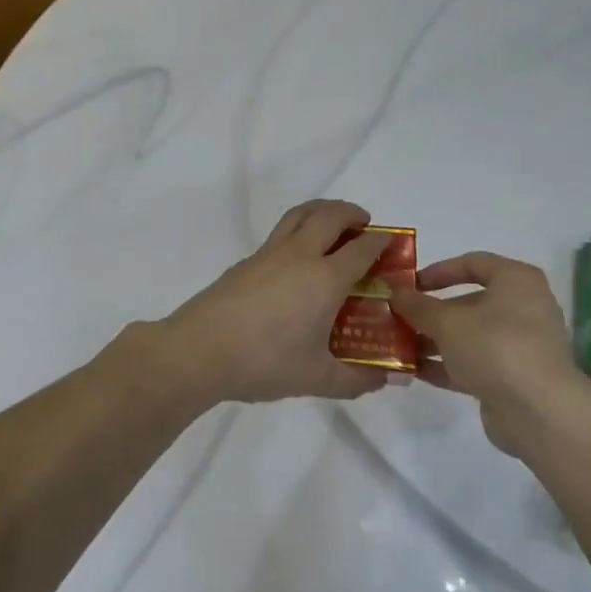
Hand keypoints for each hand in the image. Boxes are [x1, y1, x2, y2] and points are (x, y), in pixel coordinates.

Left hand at [155, 200, 395, 403]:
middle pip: (329, 215)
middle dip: (352, 213)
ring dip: (321, 212)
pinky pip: (278, 235)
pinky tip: (294, 263)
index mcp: (325, 278)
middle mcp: (299, 256)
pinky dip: (296, 233)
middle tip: (364, 224)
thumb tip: (387, 380)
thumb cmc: (264, 363)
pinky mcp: (243, 263)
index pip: (362, 248)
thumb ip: (356, 379)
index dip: (382, 242)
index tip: (393, 245)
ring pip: (298, 215)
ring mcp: (267, 255)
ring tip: (331, 227)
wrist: (198, 351)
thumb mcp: (317, 378)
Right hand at [390, 252, 590, 455]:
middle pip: (469, 302)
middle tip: (397, 319)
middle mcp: (522, 308)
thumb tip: (396, 293)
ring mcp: (518, 345)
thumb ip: (418, 306)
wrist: (537, 409)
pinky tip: (413, 371)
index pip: (473, 263)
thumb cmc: (494, 346)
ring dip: (433, 340)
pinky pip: (473, 364)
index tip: (409, 285)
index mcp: (516, 281)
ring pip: (468, 336)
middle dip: (430, 312)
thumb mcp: (448, 322)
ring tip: (398, 346)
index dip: (438, 271)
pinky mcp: (511, 377)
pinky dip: (445, 365)